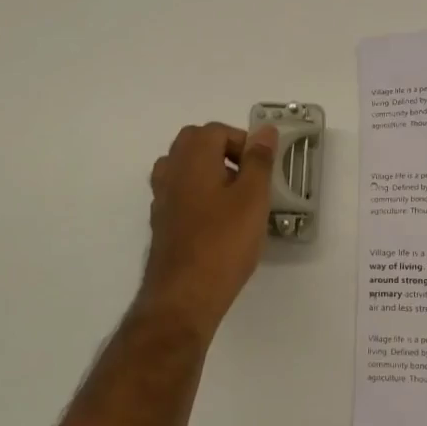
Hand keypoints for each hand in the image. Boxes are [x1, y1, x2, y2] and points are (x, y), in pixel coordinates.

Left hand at [135, 121, 278, 344]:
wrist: (184, 295)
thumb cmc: (223, 242)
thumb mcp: (253, 197)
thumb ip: (259, 160)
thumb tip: (265, 130)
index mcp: (192, 158)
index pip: (215, 131)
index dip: (243, 142)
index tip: (262, 167)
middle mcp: (170, 172)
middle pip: (193, 144)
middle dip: (223, 152)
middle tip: (249, 178)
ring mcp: (161, 199)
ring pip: (183, 170)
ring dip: (209, 174)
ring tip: (235, 198)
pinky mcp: (161, 224)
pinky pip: (180, 195)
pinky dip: (198, 197)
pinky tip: (218, 222)